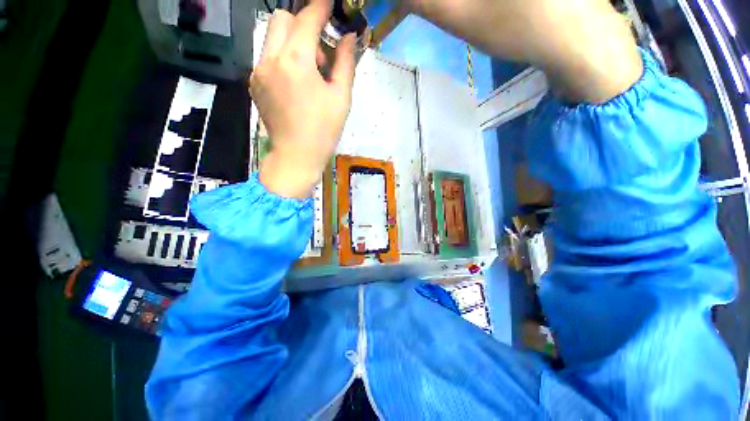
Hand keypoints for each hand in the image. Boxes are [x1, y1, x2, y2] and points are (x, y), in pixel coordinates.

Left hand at [250, 0, 356, 198]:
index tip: (330, 6)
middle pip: (282, 18)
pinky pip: (267, 57)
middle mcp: (271, 59)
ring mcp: (258, 71)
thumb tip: (348, 38)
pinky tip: (295, 85)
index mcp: (296, 62)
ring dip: (292, 44)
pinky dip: (282, 60)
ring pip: (272, 37)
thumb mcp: (341, 98)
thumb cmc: (324, 131)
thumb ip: (345, 63)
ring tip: (308, 74)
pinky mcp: (254, 83)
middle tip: (319, 55)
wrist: (297, 156)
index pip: (307, 18)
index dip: (320, 7)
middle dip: (302, 26)